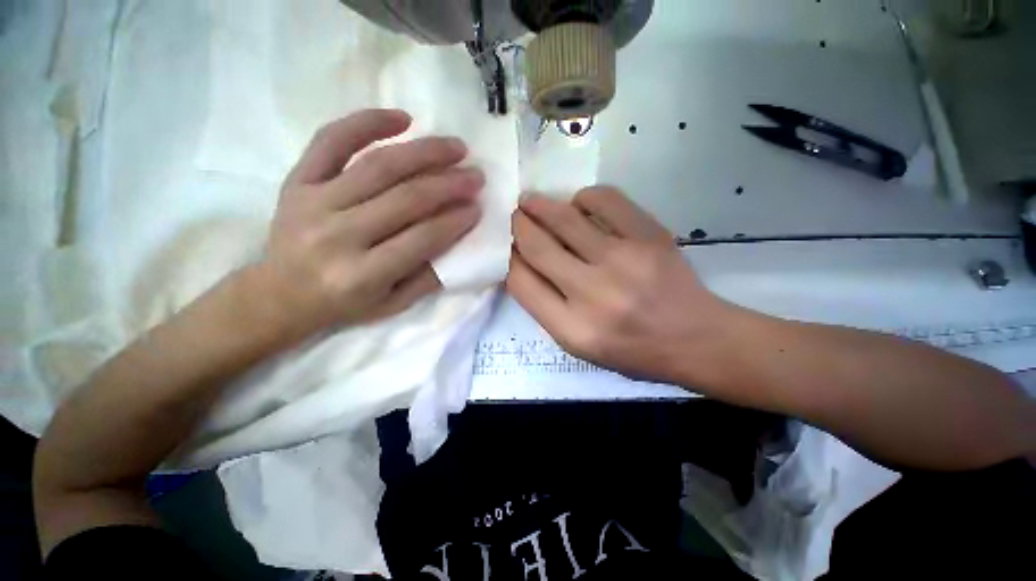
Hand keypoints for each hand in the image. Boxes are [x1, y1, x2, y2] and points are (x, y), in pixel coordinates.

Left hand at [252, 109, 482, 340]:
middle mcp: (338, 236)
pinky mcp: (297, 181)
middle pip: (406, 199)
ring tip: (456, 147)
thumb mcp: (393, 304)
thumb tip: (460, 240)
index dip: (456, 220)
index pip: (423, 238)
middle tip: (476, 175)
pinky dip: (367, 123)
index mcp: (363, 274)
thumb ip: (428, 277)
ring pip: (379, 166)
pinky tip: (403, 119)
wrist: (281, 295)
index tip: (478, 207)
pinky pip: (332, 140)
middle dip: (450, 184)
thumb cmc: (345, 304)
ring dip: (425, 153)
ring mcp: (313, 203)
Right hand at [507, 187, 738, 384]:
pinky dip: (584, 197)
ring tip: (531, 201)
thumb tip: (521, 263)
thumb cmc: (631, 349)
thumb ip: (545, 307)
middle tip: (514, 215)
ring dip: (540, 205)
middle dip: (518, 225)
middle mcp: (593, 294)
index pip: (521, 282)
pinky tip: (579, 203)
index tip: (507, 246)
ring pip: (565, 219)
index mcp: (572, 329)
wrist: (695, 339)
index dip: (508, 258)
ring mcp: (623, 261)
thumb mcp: (578, 345)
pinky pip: (605, 201)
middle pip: (537, 246)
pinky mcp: (649, 236)